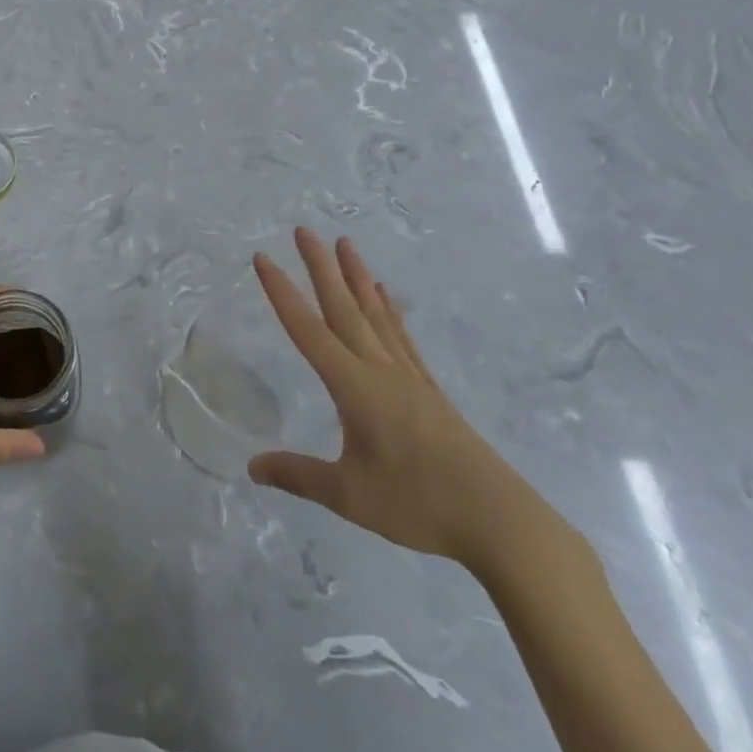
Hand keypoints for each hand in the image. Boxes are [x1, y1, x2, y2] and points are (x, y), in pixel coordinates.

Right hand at [248, 228, 548, 572]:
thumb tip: (252, 466)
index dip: (282, 293)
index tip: (263, 258)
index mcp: (355, 387)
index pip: (308, 330)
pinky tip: (385, 295)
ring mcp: (408, 376)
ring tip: (344, 244)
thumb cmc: (418, 504)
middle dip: (320, 267)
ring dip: (356, 277)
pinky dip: (388, 310)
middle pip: (344, 308)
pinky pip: (400, 336)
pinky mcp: (428, 389)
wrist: (500, 520)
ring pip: (375, 314)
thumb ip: (298, 475)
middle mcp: (379, 370)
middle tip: (304, 230)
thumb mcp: (348, 495)